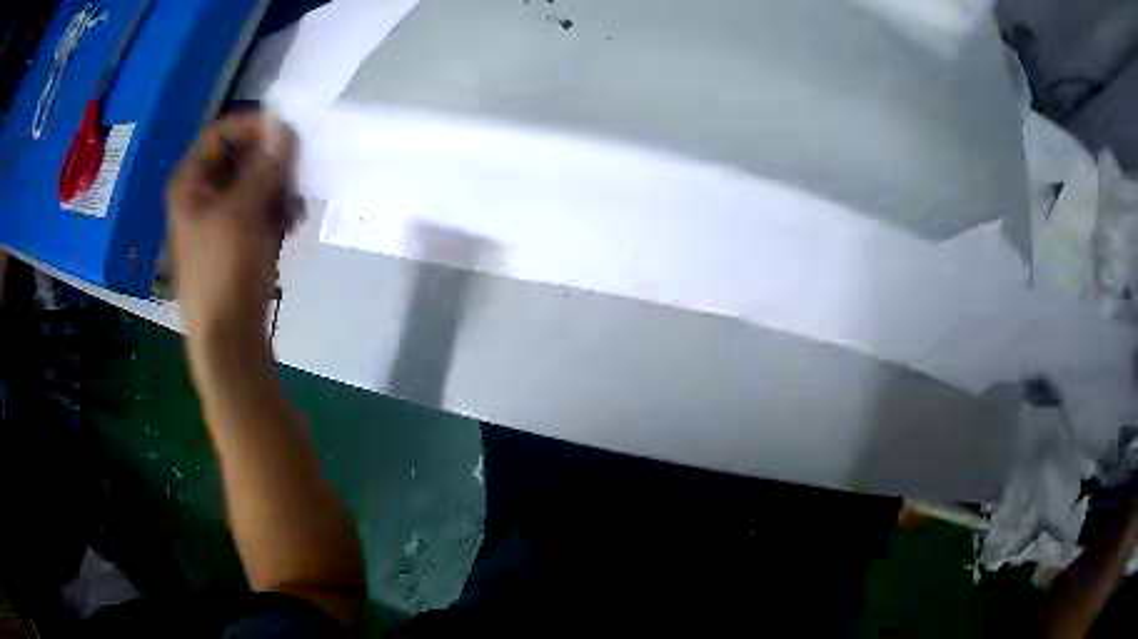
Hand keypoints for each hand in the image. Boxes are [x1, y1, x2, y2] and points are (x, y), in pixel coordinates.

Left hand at [165, 113, 298, 341]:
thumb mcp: (243, 212)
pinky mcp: (236, 240)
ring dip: (278, 189)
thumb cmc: (225, 272)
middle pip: (240, 156)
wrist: (228, 339)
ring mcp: (219, 218)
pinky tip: (289, 226)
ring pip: (253, 182)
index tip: (288, 133)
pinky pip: (258, 208)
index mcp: (190, 184)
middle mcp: (202, 195)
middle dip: (270, 163)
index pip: (221, 133)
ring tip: (293, 210)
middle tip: (294, 176)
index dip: (253, 126)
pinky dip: (276, 211)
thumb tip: (284, 125)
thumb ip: (264, 165)